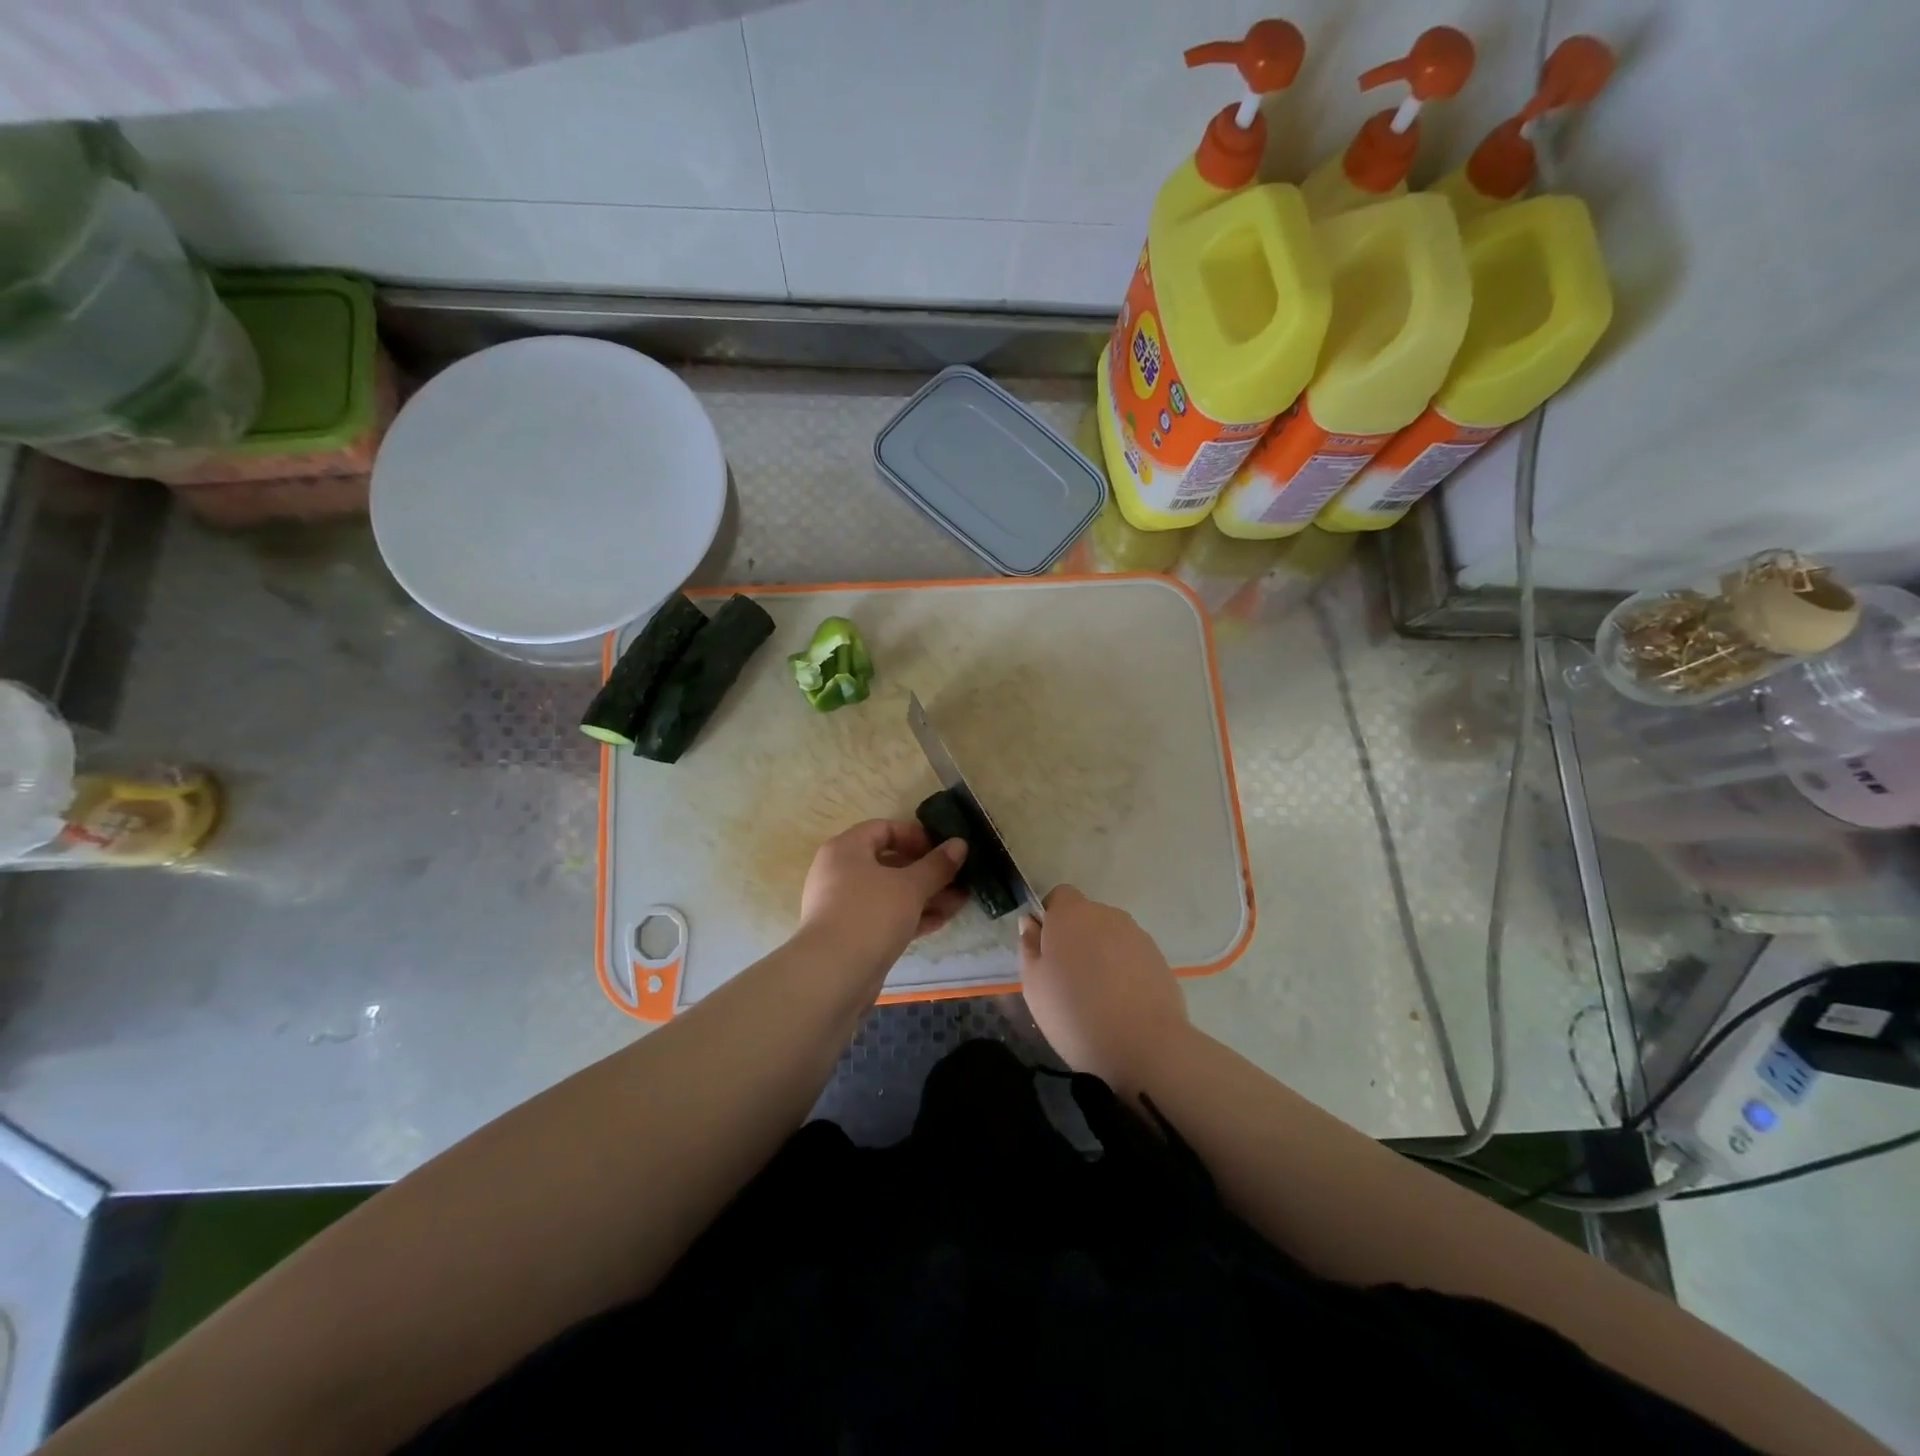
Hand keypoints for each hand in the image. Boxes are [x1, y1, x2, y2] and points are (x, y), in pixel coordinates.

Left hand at [799, 819, 967, 980]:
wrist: (833, 974)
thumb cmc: (870, 914)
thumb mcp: (910, 886)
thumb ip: (937, 865)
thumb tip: (960, 844)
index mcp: (846, 849)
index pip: (884, 829)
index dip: (916, 835)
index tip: (943, 849)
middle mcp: (840, 873)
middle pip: (889, 863)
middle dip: (927, 871)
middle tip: (958, 877)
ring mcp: (845, 906)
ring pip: (890, 893)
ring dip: (925, 895)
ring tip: (960, 901)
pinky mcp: (853, 935)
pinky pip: (886, 916)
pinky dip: (911, 916)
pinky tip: (941, 920)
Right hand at [1019, 885, 1188, 1094]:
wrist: (1145, 1046)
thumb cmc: (1075, 1014)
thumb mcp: (1034, 986)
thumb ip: (1029, 947)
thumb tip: (1031, 923)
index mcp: (1071, 914)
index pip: (1059, 896)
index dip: (1051, 918)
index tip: (1047, 950)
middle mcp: (1106, 915)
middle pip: (1086, 917)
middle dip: (1077, 939)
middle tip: (1068, 979)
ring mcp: (1137, 935)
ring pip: (1110, 937)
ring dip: (1101, 954)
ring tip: (1098, 997)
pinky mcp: (1159, 958)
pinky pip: (1131, 956)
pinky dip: (1124, 971)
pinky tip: (1122, 1004)